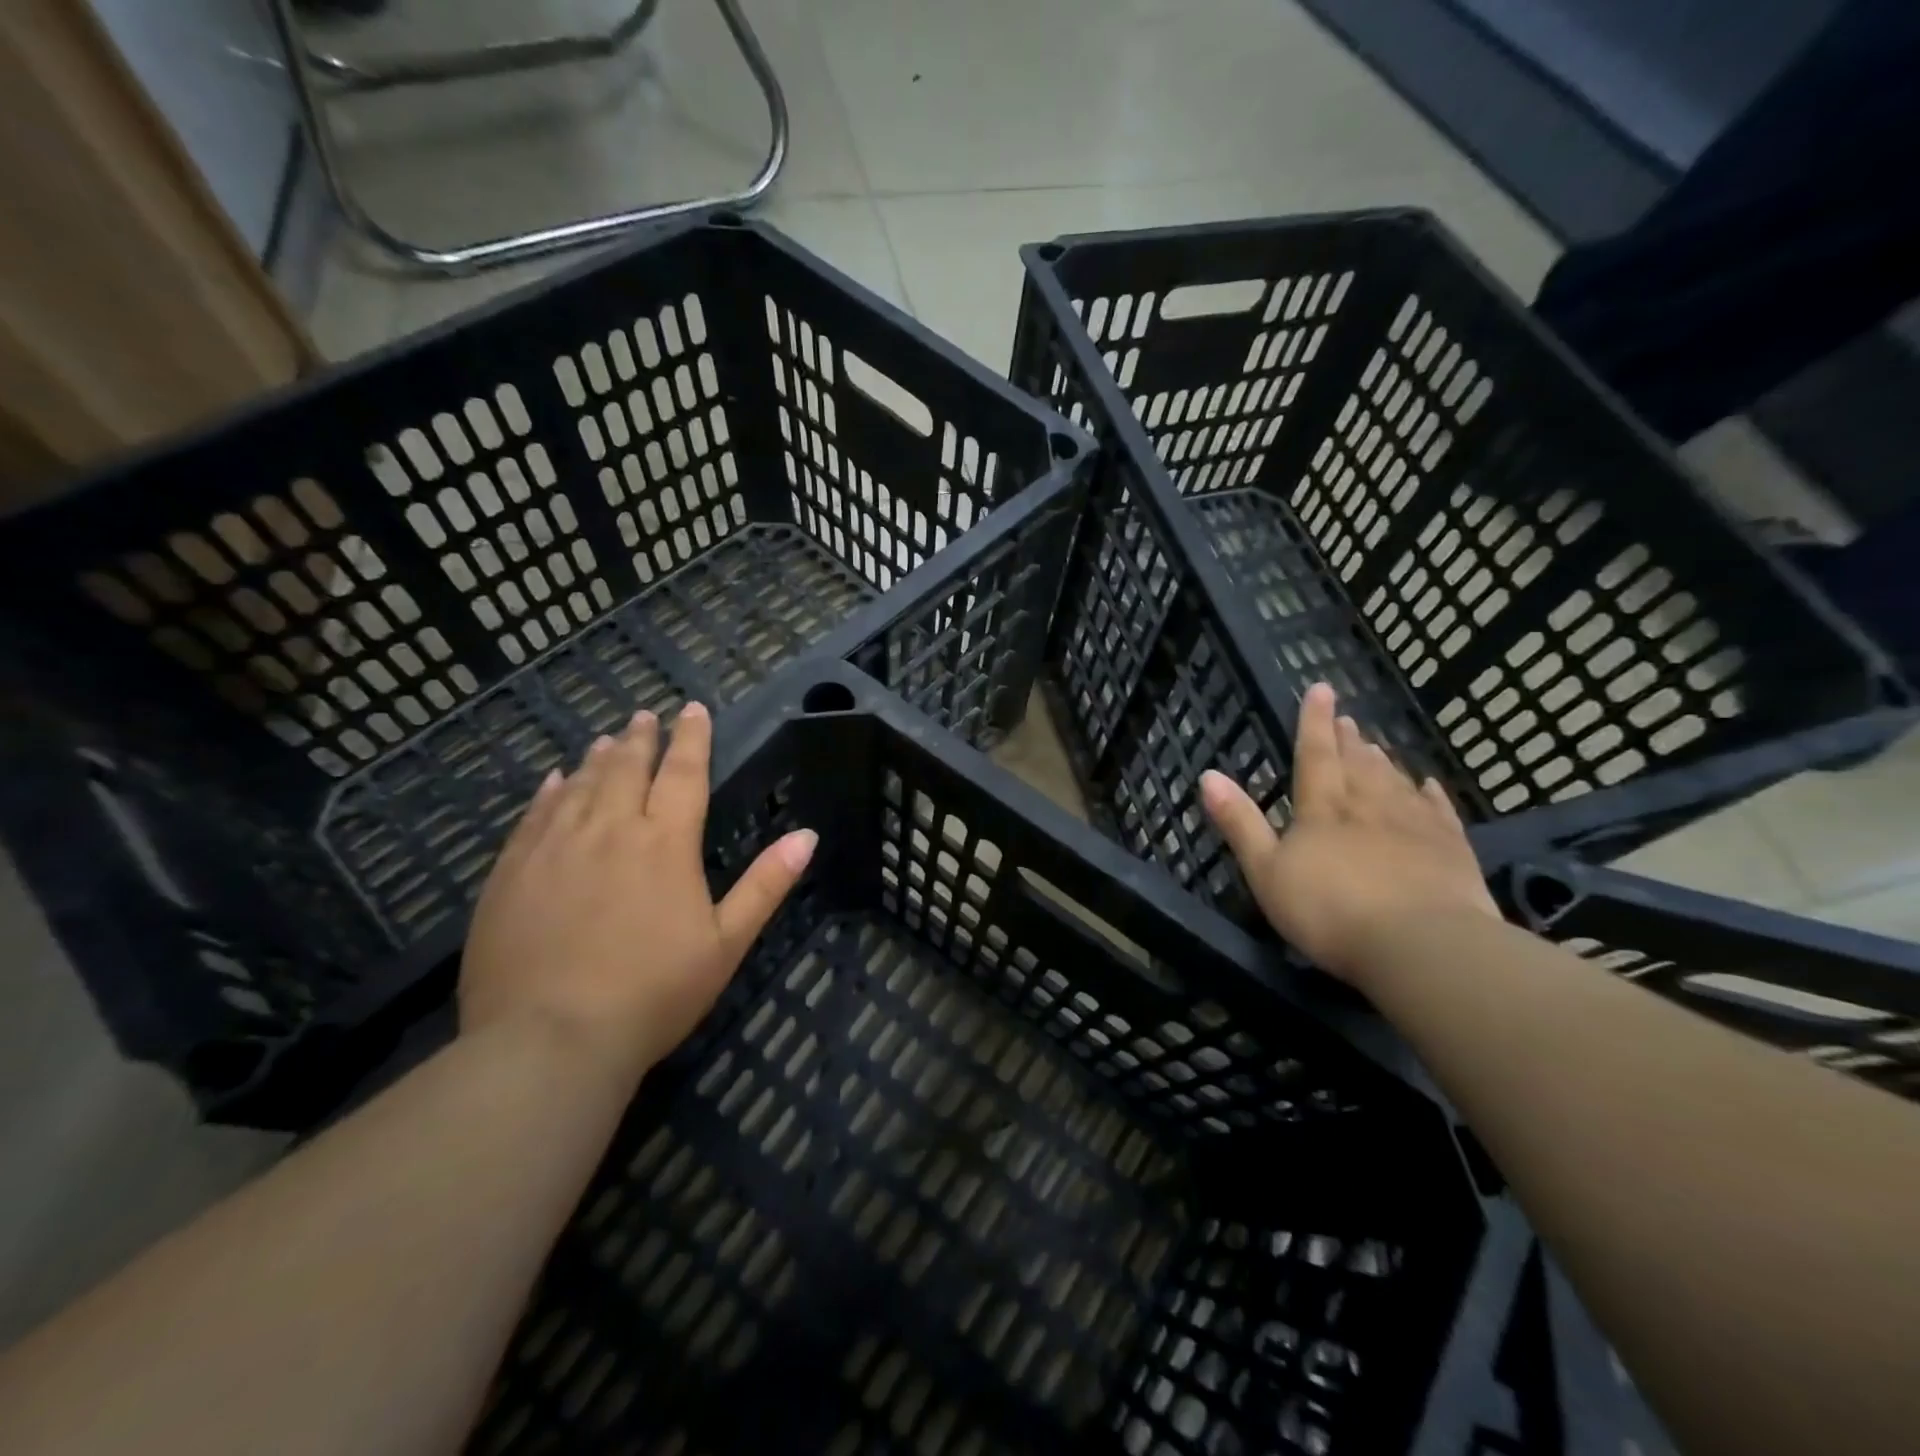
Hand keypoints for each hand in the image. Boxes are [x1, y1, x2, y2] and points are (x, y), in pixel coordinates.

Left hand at [460, 703, 816, 1087]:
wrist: (549, 1040)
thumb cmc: (653, 993)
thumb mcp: (726, 943)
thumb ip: (766, 884)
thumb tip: (808, 835)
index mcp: (666, 843)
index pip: (684, 773)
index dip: (691, 738)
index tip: (692, 709)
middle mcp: (610, 830)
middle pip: (627, 768)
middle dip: (641, 738)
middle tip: (645, 716)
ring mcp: (555, 848)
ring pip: (580, 785)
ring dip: (598, 758)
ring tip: (606, 739)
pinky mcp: (512, 872)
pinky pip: (534, 816)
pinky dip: (549, 792)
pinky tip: (554, 782)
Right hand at [1200, 682, 1498, 985]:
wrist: (1422, 946)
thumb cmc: (1330, 910)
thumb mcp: (1266, 871)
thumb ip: (1240, 822)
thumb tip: (1208, 775)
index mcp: (1323, 808)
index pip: (1314, 754)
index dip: (1314, 721)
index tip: (1321, 688)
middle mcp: (1368, 805)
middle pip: (1357, 763)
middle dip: (1348, 739)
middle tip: (1347, 718)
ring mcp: (1414, 825)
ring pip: (1395, 781)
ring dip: (1382, 761)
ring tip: (1376, 744)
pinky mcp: (1450, 850)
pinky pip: (1438, 811)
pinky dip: (1430, 794)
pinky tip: (1428, 784)